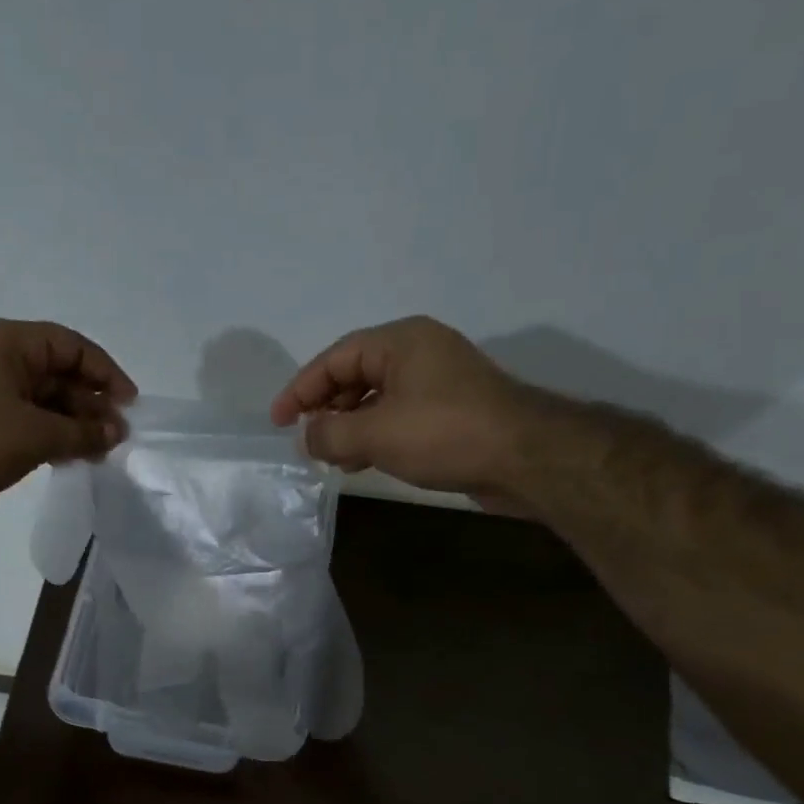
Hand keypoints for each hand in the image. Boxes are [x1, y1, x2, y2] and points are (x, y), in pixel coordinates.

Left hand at [0, 318, 136, 514]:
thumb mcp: (37, 435)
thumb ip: (83, 432)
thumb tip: (118, 433)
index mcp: (9, 342)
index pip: (72, 346)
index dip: (106, 373)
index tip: (129, 404)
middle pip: (59, 372)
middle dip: (90, 404)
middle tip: (116, 436)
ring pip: (43, 399)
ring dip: (72, 423)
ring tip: (98, 452)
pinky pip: (26, 417)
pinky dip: (50, 433)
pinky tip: (70, 457)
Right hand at [269, 317, 537, 499]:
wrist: (526, 458)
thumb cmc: (445, 434)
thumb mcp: (377, 434)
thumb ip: (331, 434)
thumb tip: (307, 438)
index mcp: (400, 341)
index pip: (335, 358)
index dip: (300, 389)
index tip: (278, 420)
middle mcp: (418, 353)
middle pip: (355, 374)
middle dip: (325, 408)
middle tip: (305, 438)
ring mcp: (437, 382)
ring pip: (377, 398)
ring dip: (349, 426)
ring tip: (330, 456)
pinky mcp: (450, 411)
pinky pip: (398, 416)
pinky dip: (375, 435)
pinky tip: (362, 461)